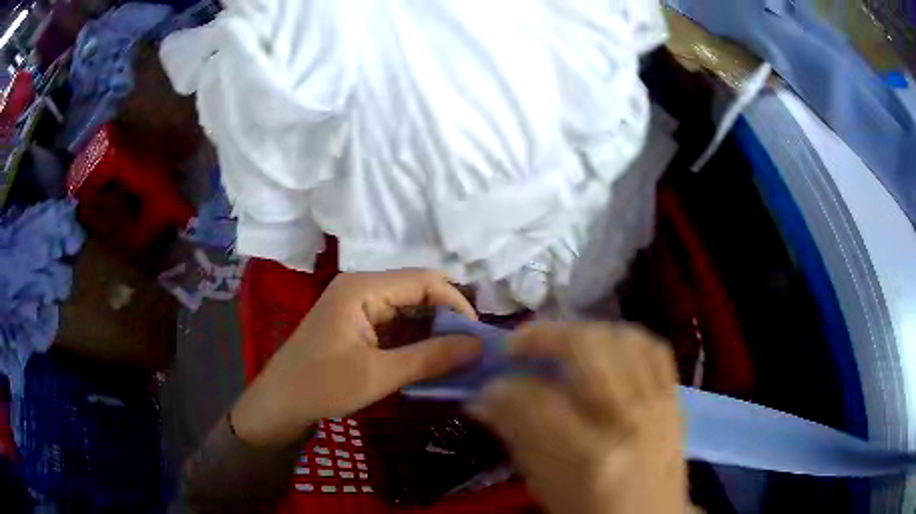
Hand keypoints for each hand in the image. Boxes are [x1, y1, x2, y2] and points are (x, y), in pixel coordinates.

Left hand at [231, 270, 481, 446]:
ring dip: (433, 330)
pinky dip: (416, 339)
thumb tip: (477, 346)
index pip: (423, 280)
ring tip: (459, 354)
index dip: (455, 303)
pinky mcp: (357, 323)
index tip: (476, 335)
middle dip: (447, 317)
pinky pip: (396, 323)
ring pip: (409, 308)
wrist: (280, 403)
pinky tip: (432, 358)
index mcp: (363, 288)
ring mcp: (358, 305)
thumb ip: (430, 358)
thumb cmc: (322, 386)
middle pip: (417, 291)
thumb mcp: (379, 375)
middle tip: (471, 347)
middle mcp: (362, 287)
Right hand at [469, 323, 686, 513]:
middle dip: (544, 336)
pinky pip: (655, 349)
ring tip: (559, 342)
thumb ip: (517, 438)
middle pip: (588, 351)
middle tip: (519, 345)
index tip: (489, 386)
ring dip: (583, 331)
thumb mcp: (545, 486)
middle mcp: (629, 422)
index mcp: (591, 456)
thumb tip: (485, 400)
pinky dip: (624, 337)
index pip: (538, 400)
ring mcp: (659, 406)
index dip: (504, 387)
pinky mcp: (675, 400)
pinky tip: (604, 346)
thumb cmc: (592, 512)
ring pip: (623, 339)